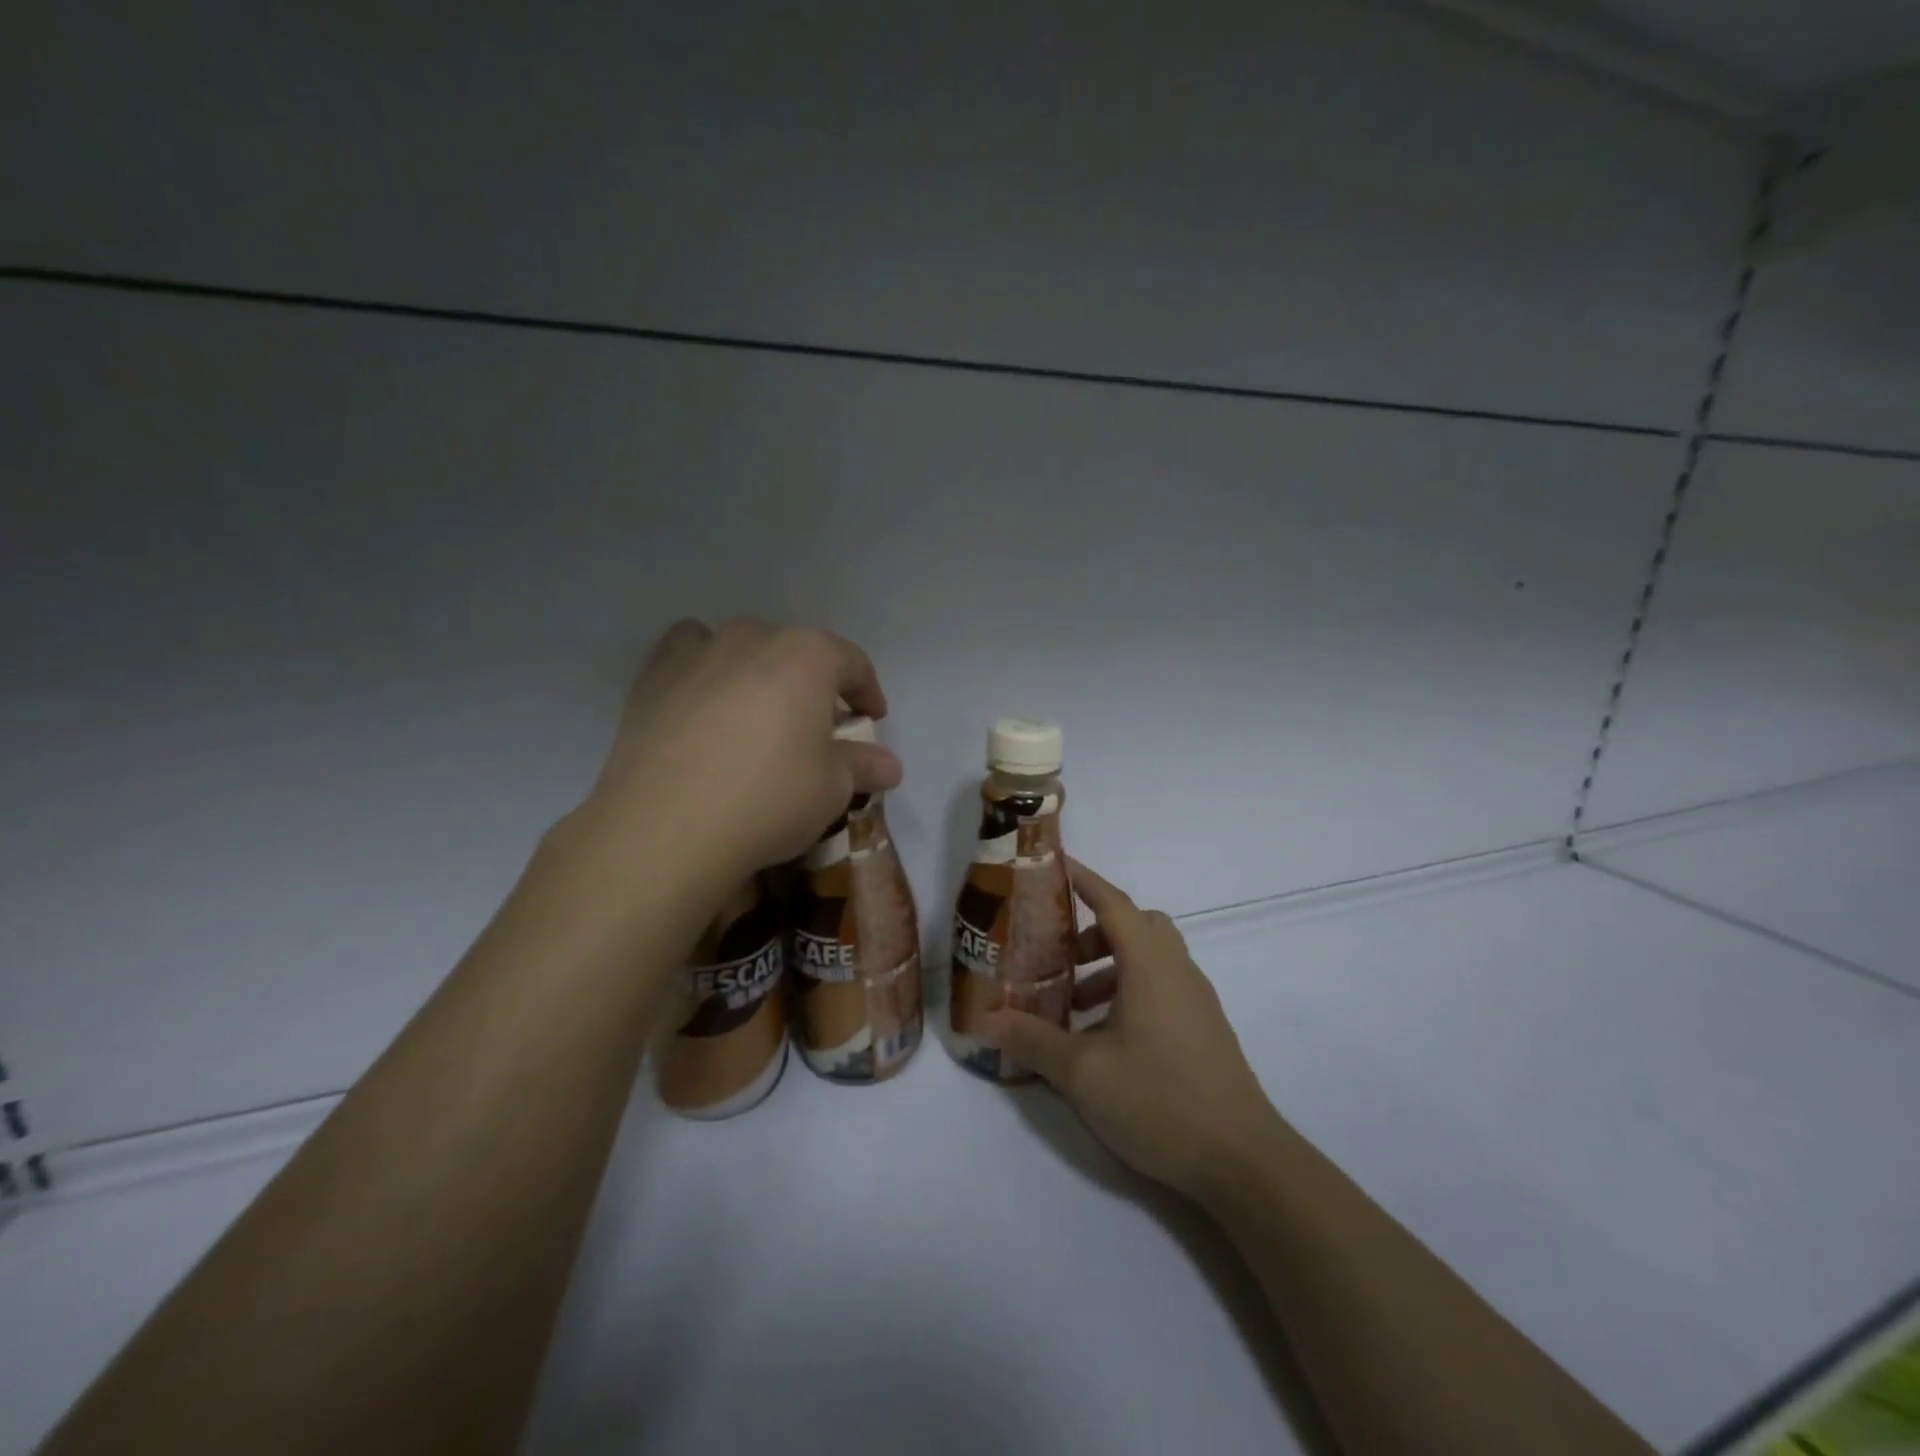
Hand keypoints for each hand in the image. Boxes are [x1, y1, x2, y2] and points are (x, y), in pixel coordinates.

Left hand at [583, 618, 903, 883]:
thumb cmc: (769, 798)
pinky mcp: (653, 676)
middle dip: (812, 684)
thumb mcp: (832, 788)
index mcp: (807, 655)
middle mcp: (754, 638)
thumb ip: (862, 766)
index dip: (868, 692)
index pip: (852, 663)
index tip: (872, 720)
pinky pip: (689, 657)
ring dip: (757, 671)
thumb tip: (889, 766)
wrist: (667, 826)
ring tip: (756, 712)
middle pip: (795, 652)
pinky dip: (704, 671)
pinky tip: (704, 707)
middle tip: (815, 726)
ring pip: (740, 648)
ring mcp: (698, 651)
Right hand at [984, 859, 1282, 1200]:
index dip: (1084, 879)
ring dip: (1111, 965)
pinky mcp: (1204, 1029)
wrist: (1244, 1161)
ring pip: (1151, 958)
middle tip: (1060, 954)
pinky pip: (1163, 986)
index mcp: (1151, 966)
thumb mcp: (1083, 1074)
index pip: (1113, 903)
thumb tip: (987, 1021)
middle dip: (1094, 929)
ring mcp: (1196, 1000)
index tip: (1054, 866)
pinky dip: (1130, 990)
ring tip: (1074, 1006)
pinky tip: (1106, 1038)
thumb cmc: (1160, 1100)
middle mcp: (1178, 971)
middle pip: (1136, 925)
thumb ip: (1034, 1041)